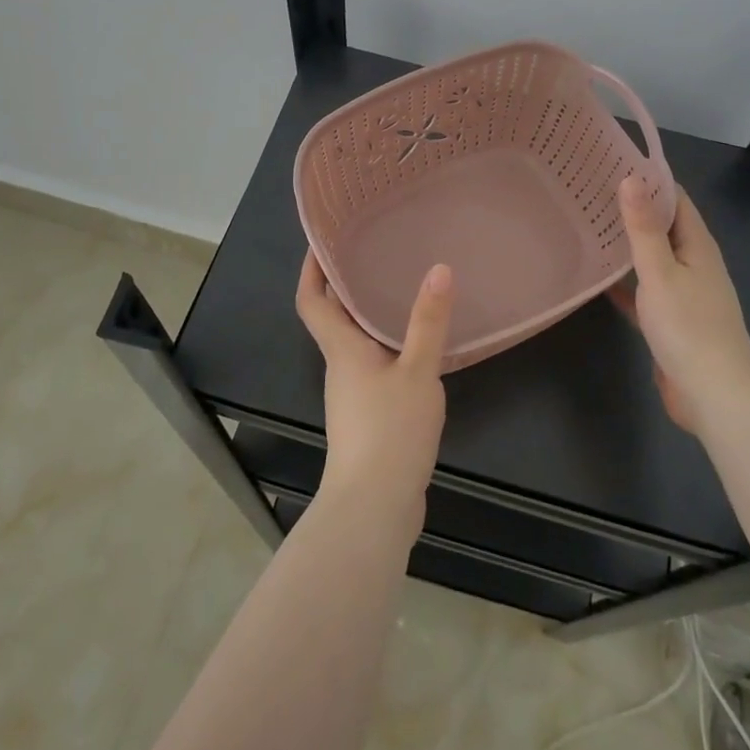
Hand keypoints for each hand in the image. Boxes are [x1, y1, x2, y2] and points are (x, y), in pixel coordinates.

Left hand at [295, 251, 454, 540]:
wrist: (374, 508)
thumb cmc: (389, 432)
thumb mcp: (417, 372)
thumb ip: (428, 322)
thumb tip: (439, 268)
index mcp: (341, 349)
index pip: (311, 300)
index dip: (310, 269)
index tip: (320, 240)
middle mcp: (340, 366)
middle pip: (333, 317)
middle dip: (346, 285)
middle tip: (374, 251)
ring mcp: (352, 394)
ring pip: (355, 342)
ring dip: (368, 314)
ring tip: (399, 287)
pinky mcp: (368, 416)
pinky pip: (374, 365)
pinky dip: (387, 346)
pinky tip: (416, 345)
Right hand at [607, 177, 749, 436]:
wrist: (714, 394)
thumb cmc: (688, 326)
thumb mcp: (660, 272)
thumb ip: (643, 228)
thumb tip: (631, 178)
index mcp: (697, 245)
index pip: (674, 198)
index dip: (648, 178)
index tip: (611, 162)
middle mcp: (692, 263)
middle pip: (662, 226)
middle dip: (632, 208)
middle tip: (588, 191)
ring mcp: (683, 292)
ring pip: (651, 257)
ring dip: (626, 243)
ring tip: (587, 224)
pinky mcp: (670, 319)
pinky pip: (643, 289)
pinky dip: (624, 280)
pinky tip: (596, 276)